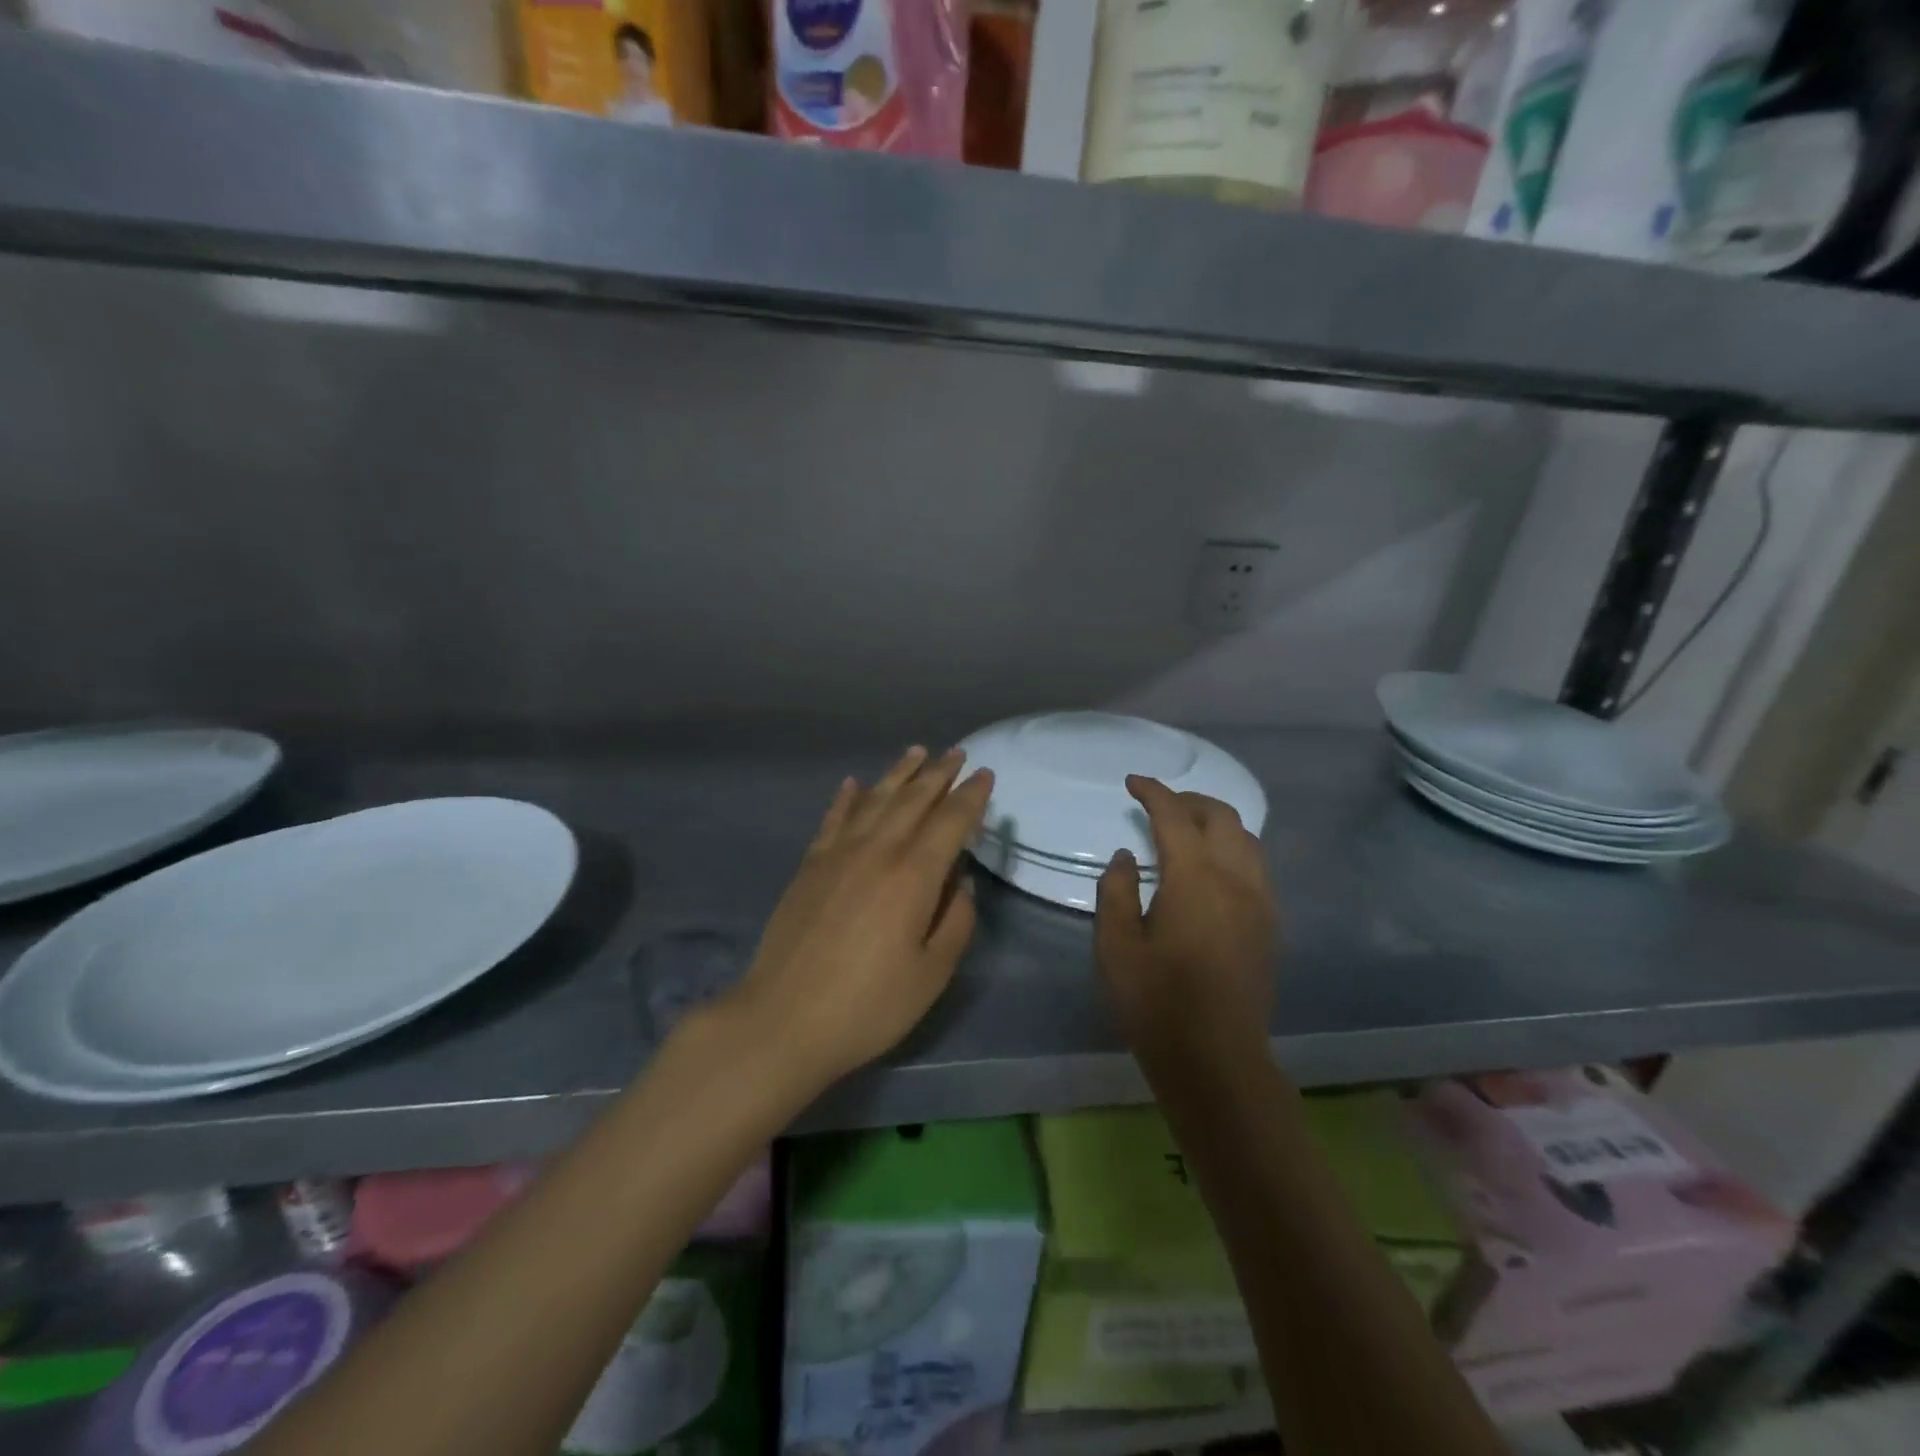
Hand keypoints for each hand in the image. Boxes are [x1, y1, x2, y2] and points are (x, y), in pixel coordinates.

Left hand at [729, 747, 992, 1090]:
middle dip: (939, 774)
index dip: (971, 796)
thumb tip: (961, 884)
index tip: (986, 775)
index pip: (950, 821)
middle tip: (957, 753)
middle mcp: (877, 851)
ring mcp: (838, 854)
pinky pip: (833, 818)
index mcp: (913, 876)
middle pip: (913, 800)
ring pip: (875, 799)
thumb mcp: (931, 975)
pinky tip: (854, 783)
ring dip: (899, 773)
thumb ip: (955, 922)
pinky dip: (848, 797)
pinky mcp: (809, 865)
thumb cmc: (868, 1005)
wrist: (783, 1018)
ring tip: (917, 752)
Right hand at [1095, 775, 1277, 1059]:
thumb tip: (1127, 857)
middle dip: (1189, 801)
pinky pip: (1256, 866)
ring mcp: (1260, 902)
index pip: (1175, 817)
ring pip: (1247, 839)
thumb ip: (1117, 891)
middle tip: (1159, 805)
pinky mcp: (1270, 925)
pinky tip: (1212, 869)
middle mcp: (1236, 879)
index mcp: (1195, 878)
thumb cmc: (1156, 1001)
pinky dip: (1233, 849)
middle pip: (1222, 817)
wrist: (1216, 1058)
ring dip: (1216, 823)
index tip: (1133, 783)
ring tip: (1187, 831)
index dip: (1153, 792)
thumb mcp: (1115, 945)